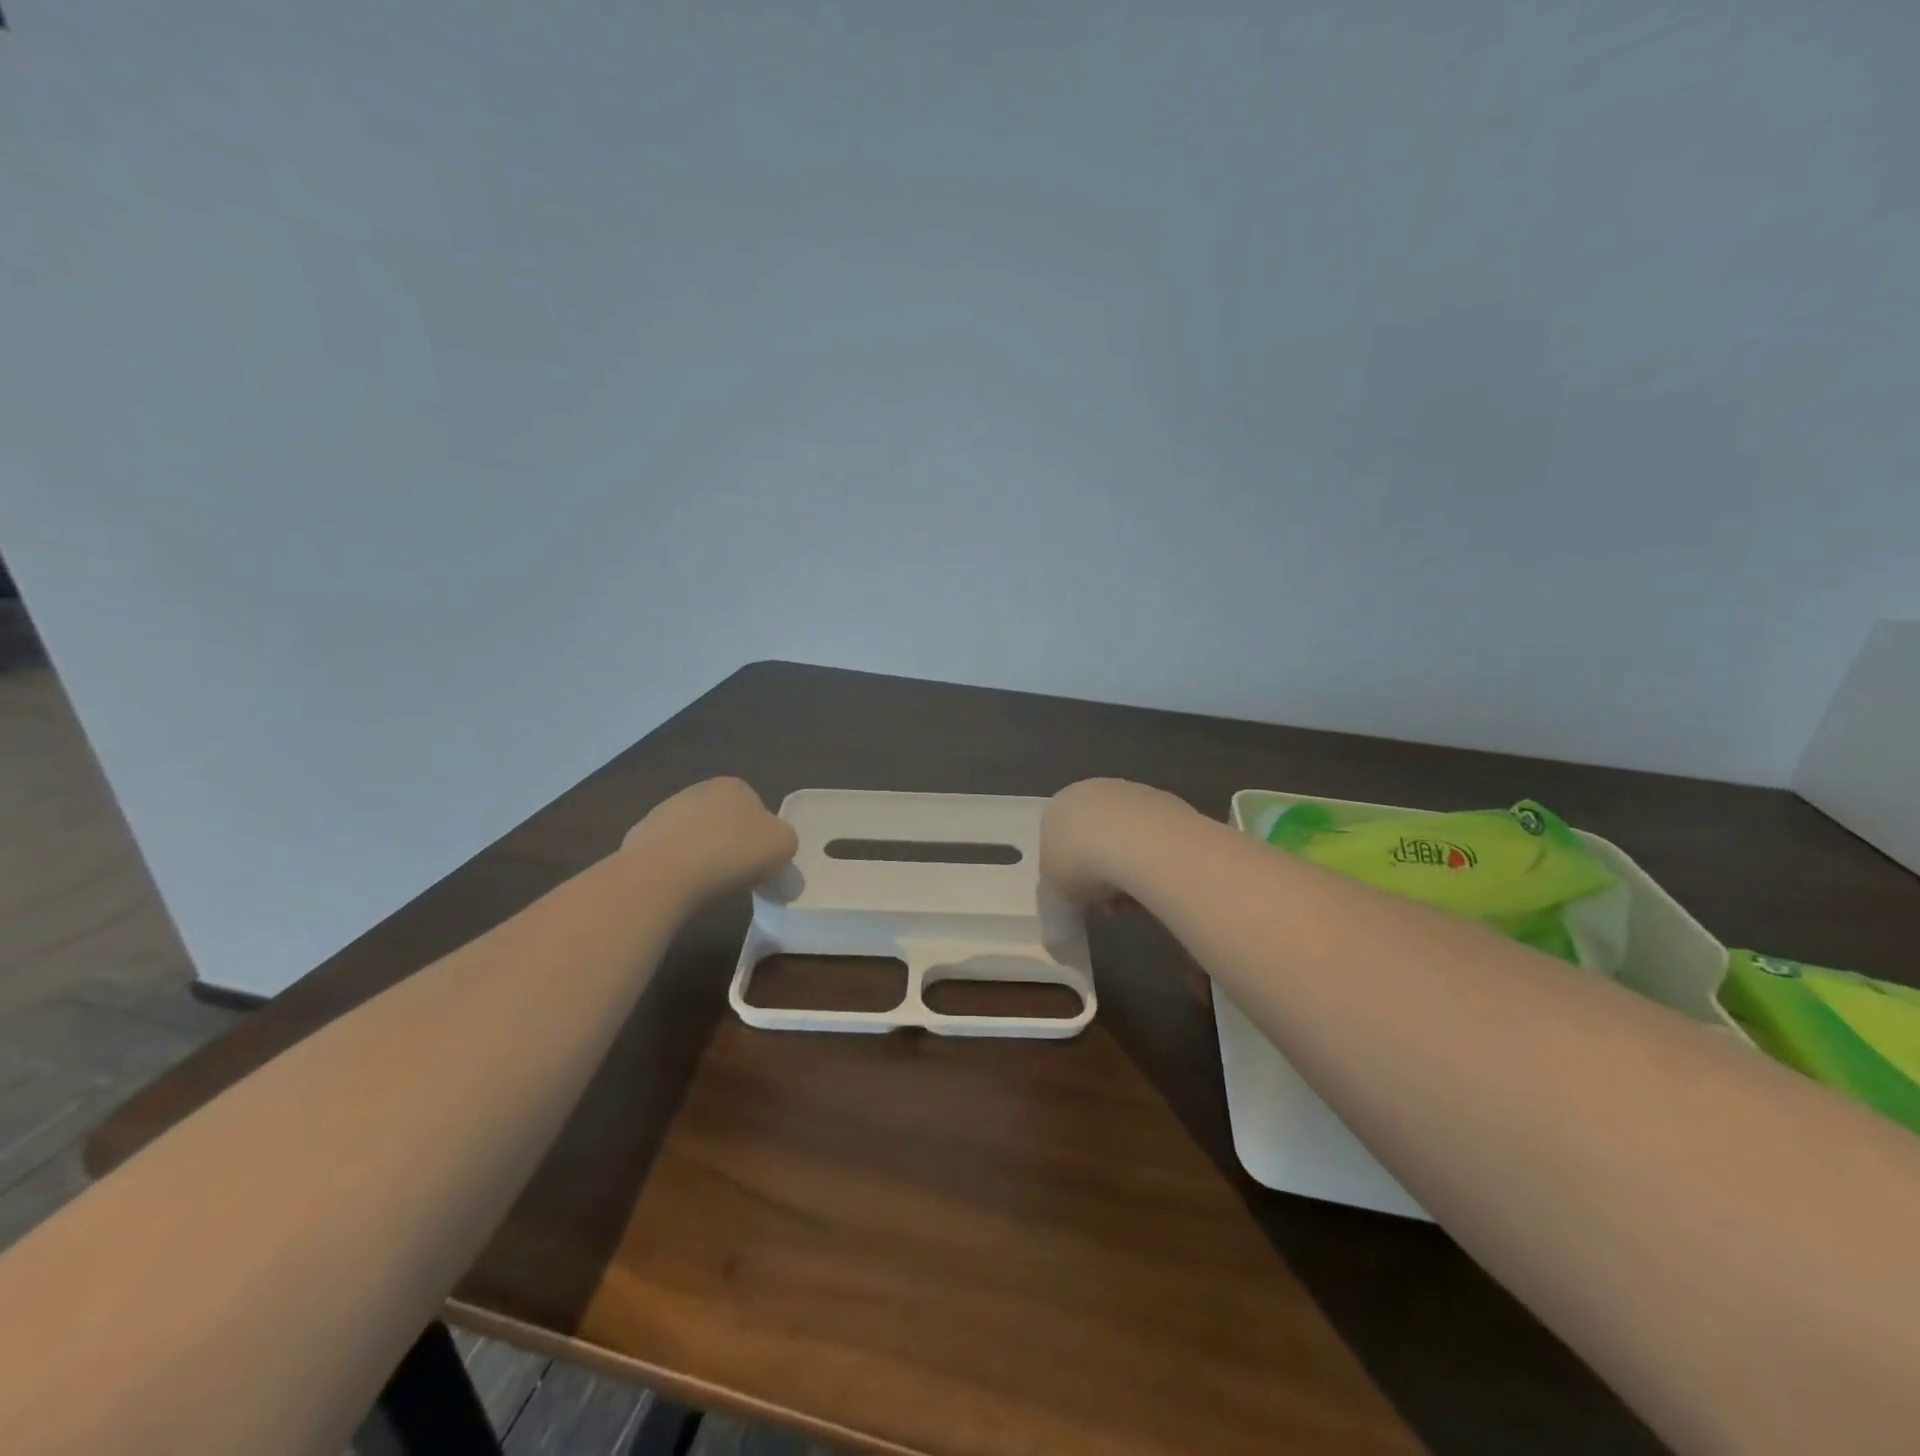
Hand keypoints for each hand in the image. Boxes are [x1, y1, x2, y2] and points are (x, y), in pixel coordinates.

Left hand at [623, 778, 797, 896]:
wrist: (664, 875)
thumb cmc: (732, 853)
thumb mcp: (783, 846)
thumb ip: (785, 842)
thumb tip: (776, 850)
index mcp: (734, 786)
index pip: (756, 808)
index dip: (762, 837)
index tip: (761, 863)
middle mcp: (697, 790)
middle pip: (723, 820)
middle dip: (730, 844)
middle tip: (737, 876)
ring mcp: (663, 812)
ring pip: (693, 836)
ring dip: (701, 856)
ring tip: (706, 886)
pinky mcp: (638, 839)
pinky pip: (666, 855)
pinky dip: (675, 869)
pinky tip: (679, 888)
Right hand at [1040, 777, 1190, 910]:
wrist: (1137, 842)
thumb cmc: (1081, 863)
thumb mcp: (1054, 889)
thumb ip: (1059, 888)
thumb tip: (1074, 894)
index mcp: (1058, 806)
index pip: (1059, 842)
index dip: (1070, 875)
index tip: (1083, 899)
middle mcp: (1092, 791)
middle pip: (1095, 840)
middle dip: (1102, 874)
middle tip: (1111, 905)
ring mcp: (1132, 793)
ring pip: (1126, 841)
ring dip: (1128, 871)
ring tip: (1137, 902)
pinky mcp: (1166, 802)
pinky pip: (1153, 839)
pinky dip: (1153, 861)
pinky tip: (1157, 882)